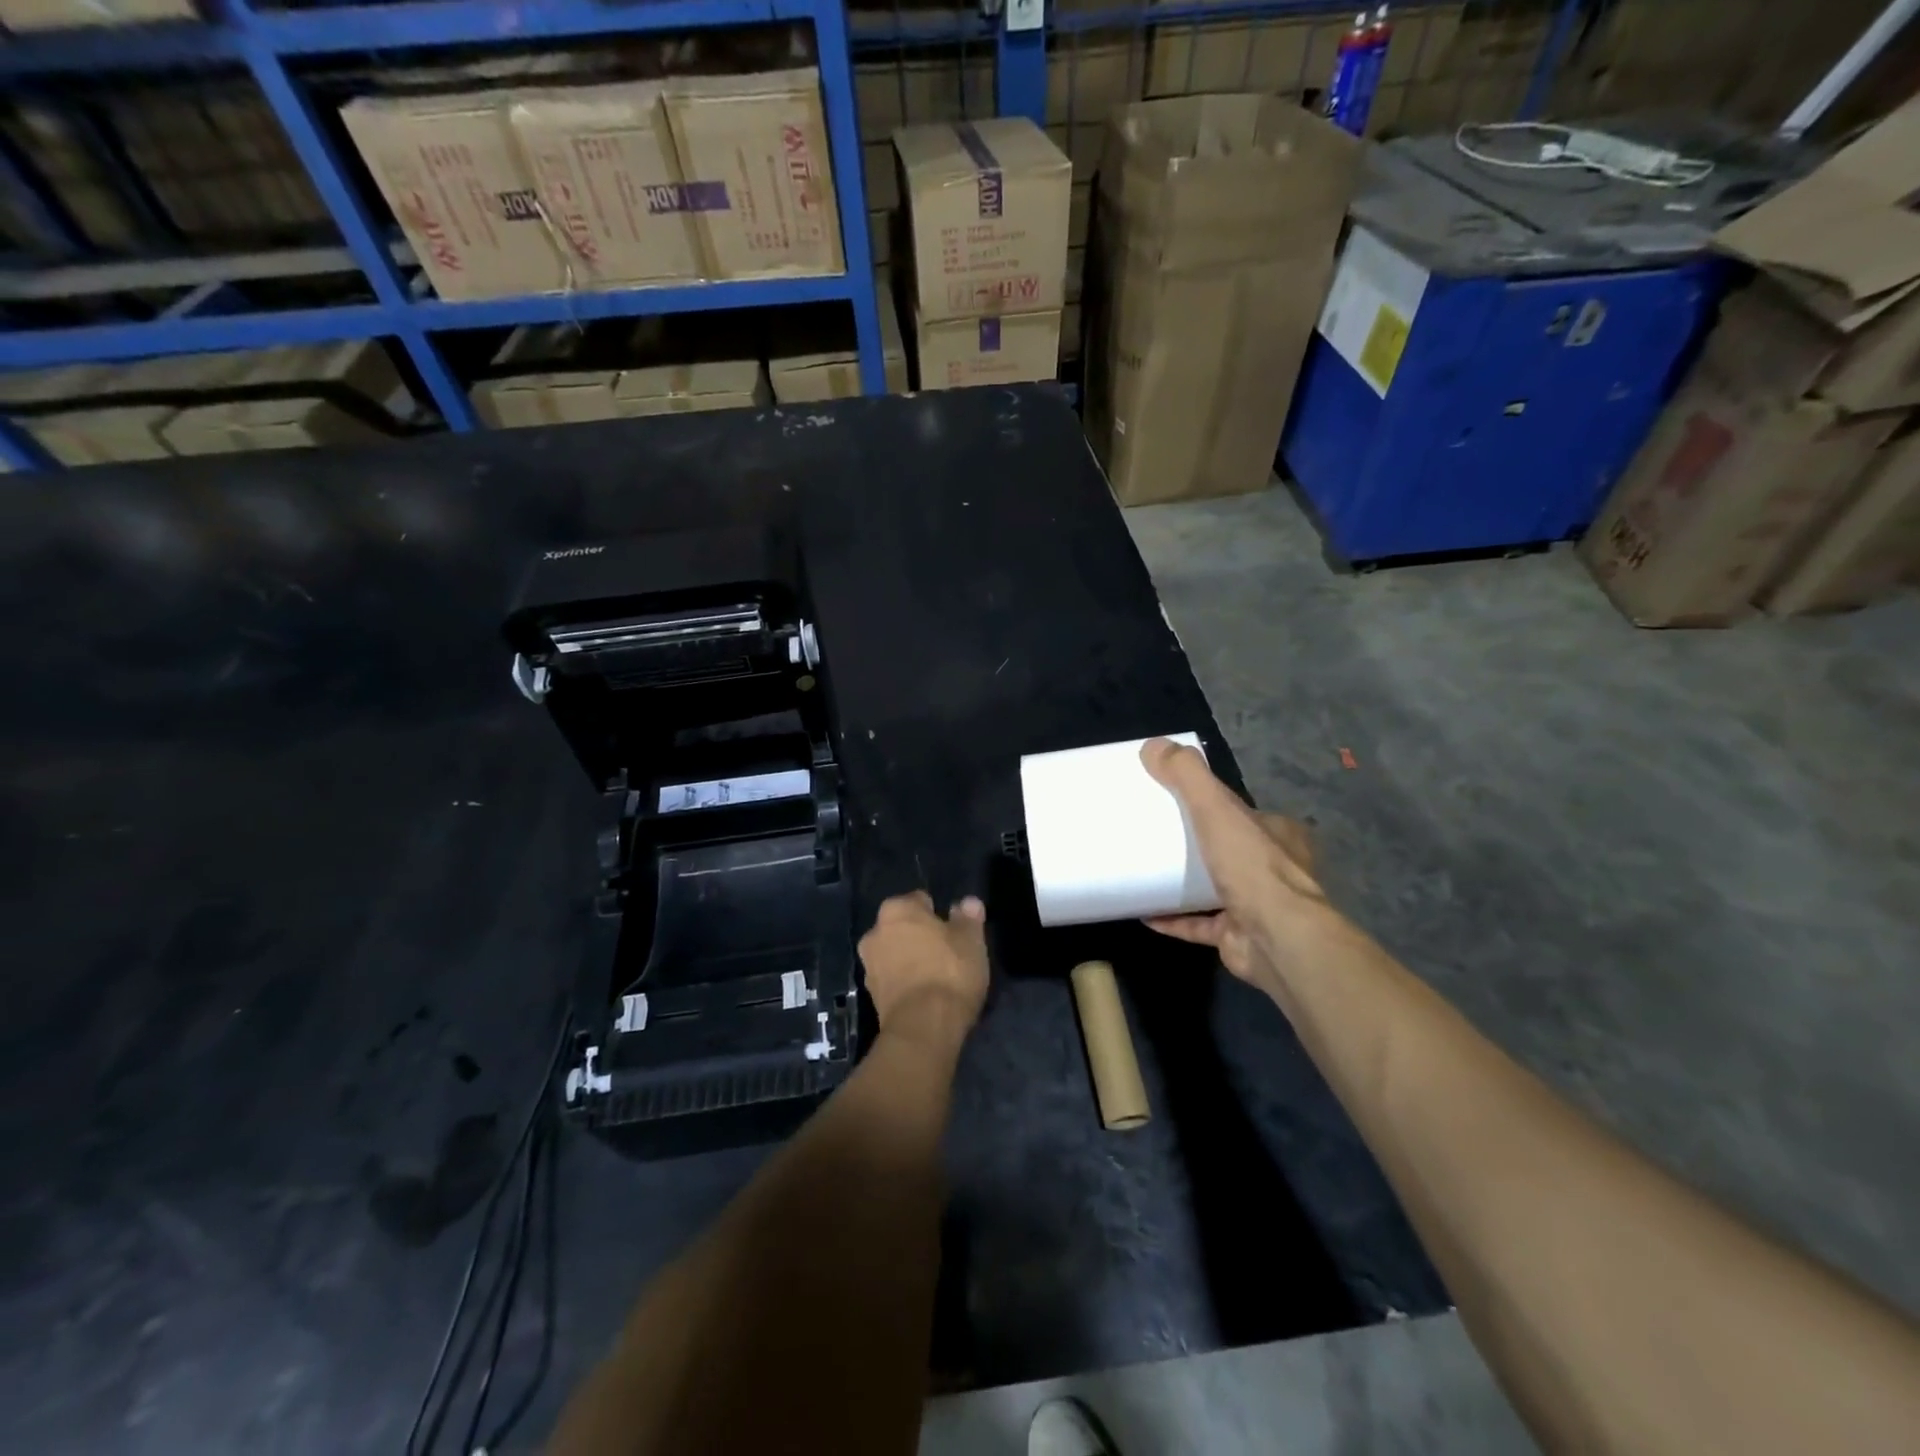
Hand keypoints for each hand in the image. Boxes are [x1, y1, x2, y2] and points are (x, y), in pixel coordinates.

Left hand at [858, 892, 989, 1049]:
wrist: (923, 1028)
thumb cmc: (949, 972)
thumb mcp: (971, 941)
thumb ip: (968, 917)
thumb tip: (967, 902)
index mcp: (897, 909)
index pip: (920, 900)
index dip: (939, 915)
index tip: (954, 932)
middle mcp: (875, 931)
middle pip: (904, 927)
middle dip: (920, 936)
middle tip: (946, 954)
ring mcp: (869, 965)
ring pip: (895, 953)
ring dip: (910, 960)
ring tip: (937, 978)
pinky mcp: (870, 996)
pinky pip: (892, 979)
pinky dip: (904, 983)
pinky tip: (924, 996)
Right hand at [1139, 737, 1335, 991]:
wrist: (1277, 940)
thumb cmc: (1252, 868)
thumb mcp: (1216, 809)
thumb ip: (1187, 776)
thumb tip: (1152, 745)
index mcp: (1278, 834)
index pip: (1242, 813)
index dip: (1212, 805)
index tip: (1176, 801)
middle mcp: (1274, 870)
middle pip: (1229, 850)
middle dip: (1198, 845)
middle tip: (1157, 838)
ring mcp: (1258, 907)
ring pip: (1216, 889)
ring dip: (1184, 884)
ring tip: (1146, 872)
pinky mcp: (1238, 937)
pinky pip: (1200, 924)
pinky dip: (1174, 919)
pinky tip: (1145, 912)